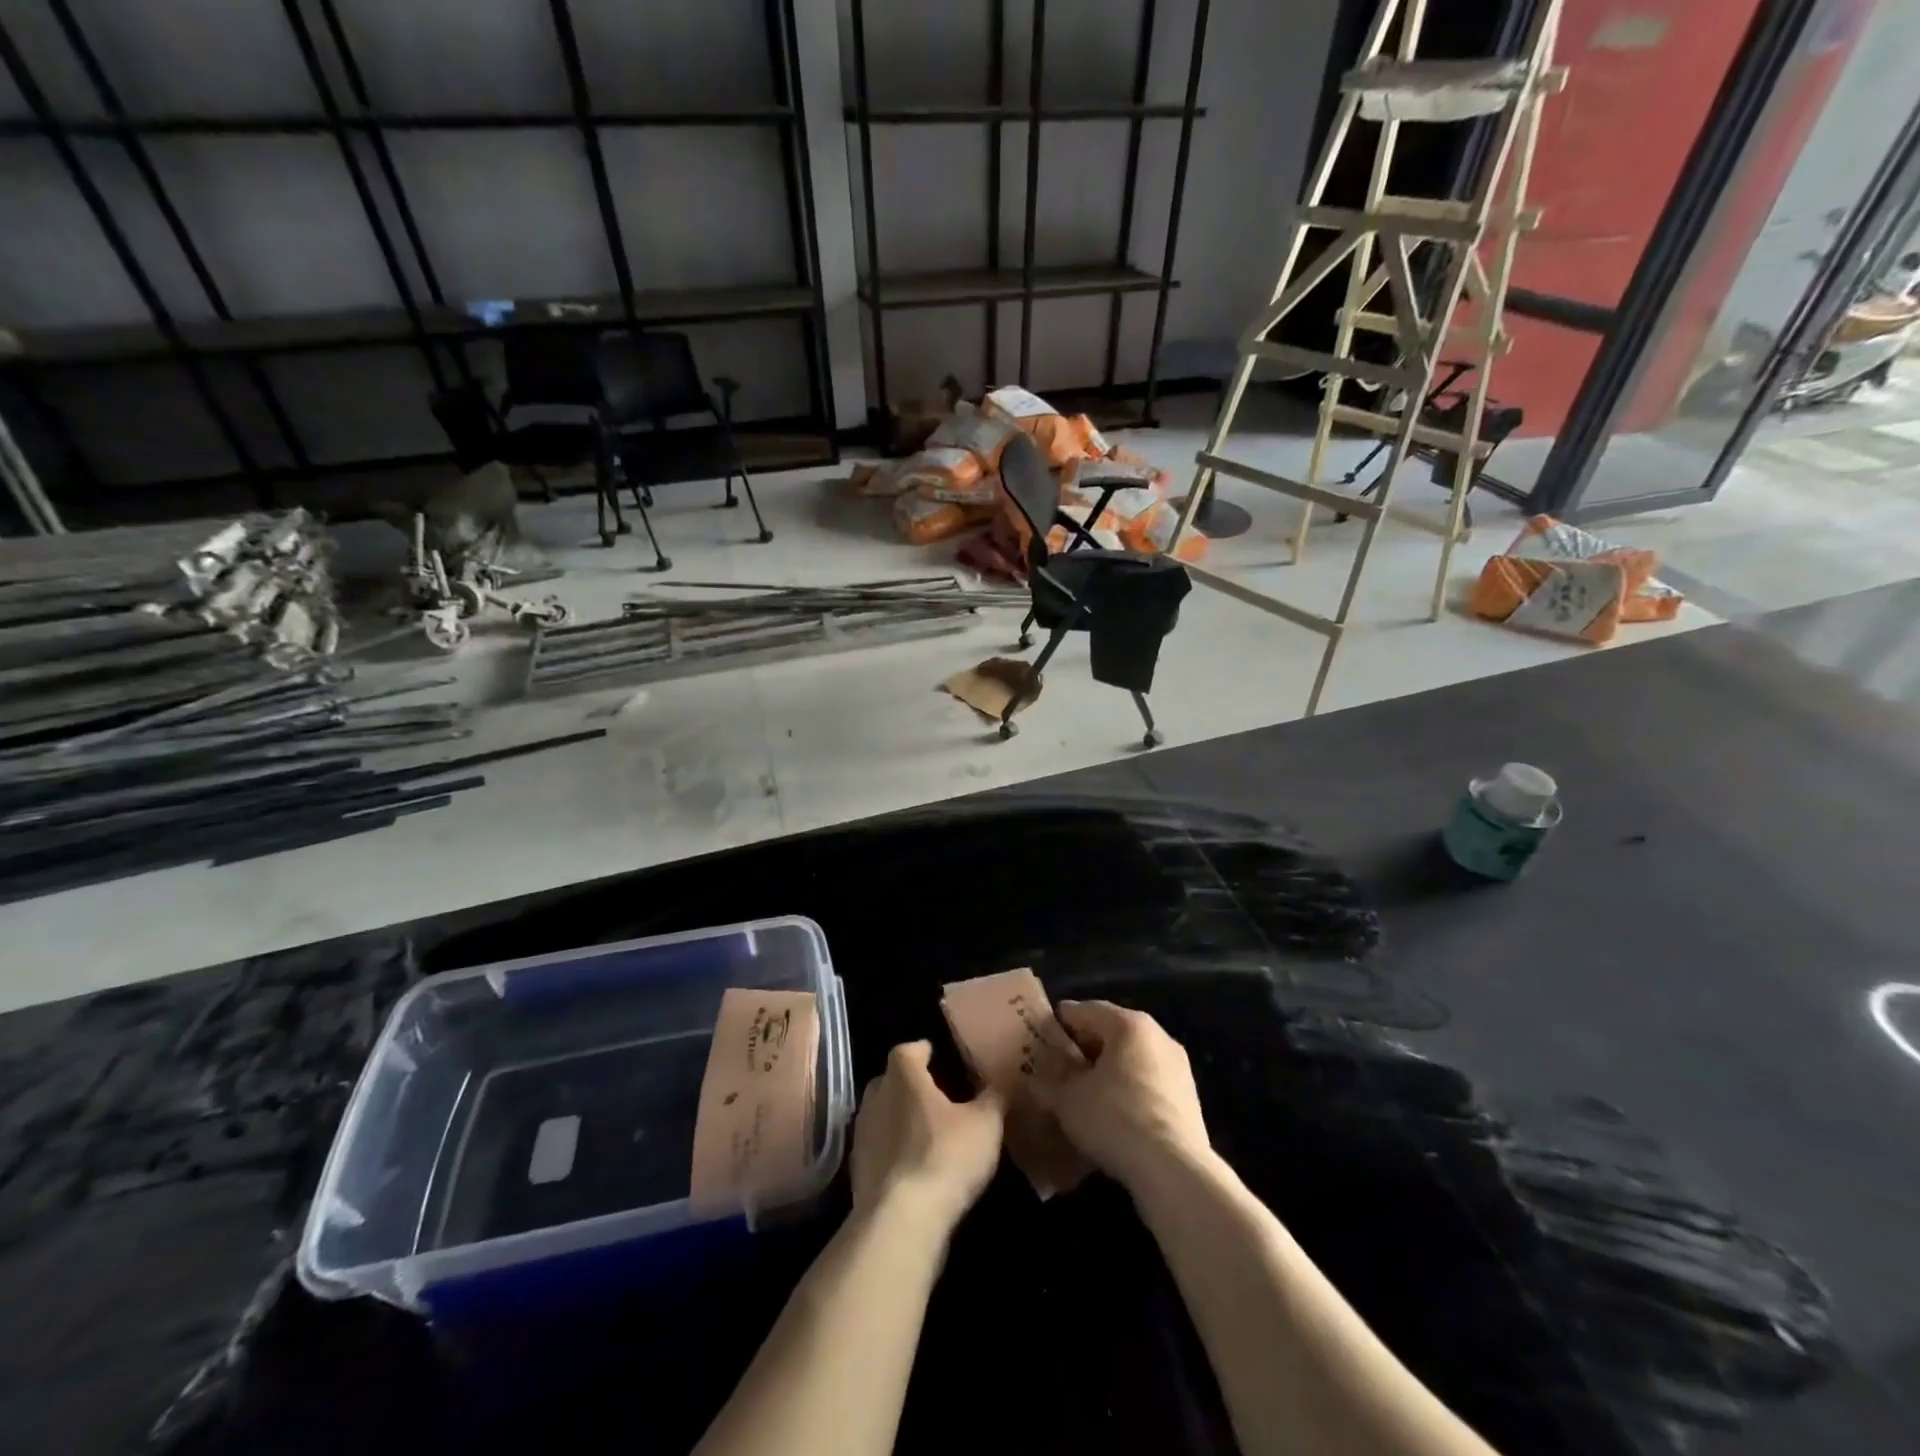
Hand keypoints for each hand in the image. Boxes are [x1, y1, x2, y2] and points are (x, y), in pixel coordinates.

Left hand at [851, 1041, 1004, 1240]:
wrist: (900, 1222)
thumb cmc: (945, 1156)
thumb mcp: (985, 1124)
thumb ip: (994, 1097)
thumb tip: (1002, 1080)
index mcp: (903, 1075)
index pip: (909, 1049)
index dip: (924, 1051)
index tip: (939, 1057)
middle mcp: (876, 1097)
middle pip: (891, 1081)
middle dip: (911, 1085)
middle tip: (937, 1096)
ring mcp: (862, 1135)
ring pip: (883, 1115)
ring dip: (901, 1120)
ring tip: (928, 1133)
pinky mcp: (857, 1172)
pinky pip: (878, 1149)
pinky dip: (894, 1152)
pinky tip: (914, 1167)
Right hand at [1029, 1000, 1211, 1194]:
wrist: (1174, 1171)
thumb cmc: (1115, 1119)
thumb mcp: (1067, 1101)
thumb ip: (1048, 1084)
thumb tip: (1035, 1079)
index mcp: (1128, 1024)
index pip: (1086, 1010)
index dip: (1061, 1022)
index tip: (1042, 1035)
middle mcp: (1158, 1035)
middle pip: (1112, 1032)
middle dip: (1085, 1047)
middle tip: (1059, 1064)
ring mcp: (1178, 1067)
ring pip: (1133, 1059)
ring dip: (1108, 1070)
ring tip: (1084, 1092)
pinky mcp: (1189, 1098)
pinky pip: (1148, 1083)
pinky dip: (1128, 1089)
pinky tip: (1113, 1114)